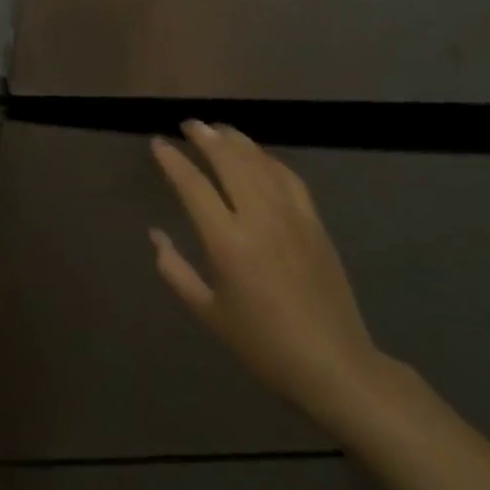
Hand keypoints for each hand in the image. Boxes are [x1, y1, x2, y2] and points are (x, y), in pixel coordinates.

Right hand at [150, 121, 385, 425]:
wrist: (334, 365)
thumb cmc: (263, 345)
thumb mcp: (209, 313)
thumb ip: (176, 271)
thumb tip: (156, 235)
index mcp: (227, 242)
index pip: (193, 185)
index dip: (172, 160)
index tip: (158, 143)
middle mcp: (258, 218)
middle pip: (228, 161)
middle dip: (205, 137)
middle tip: (189, 124)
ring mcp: (290, 216)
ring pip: (259, 162)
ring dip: (235, 140)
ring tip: (217, 129)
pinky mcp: (314, 222)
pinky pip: (288, 177)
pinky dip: (268, 159)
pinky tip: (258, 155)